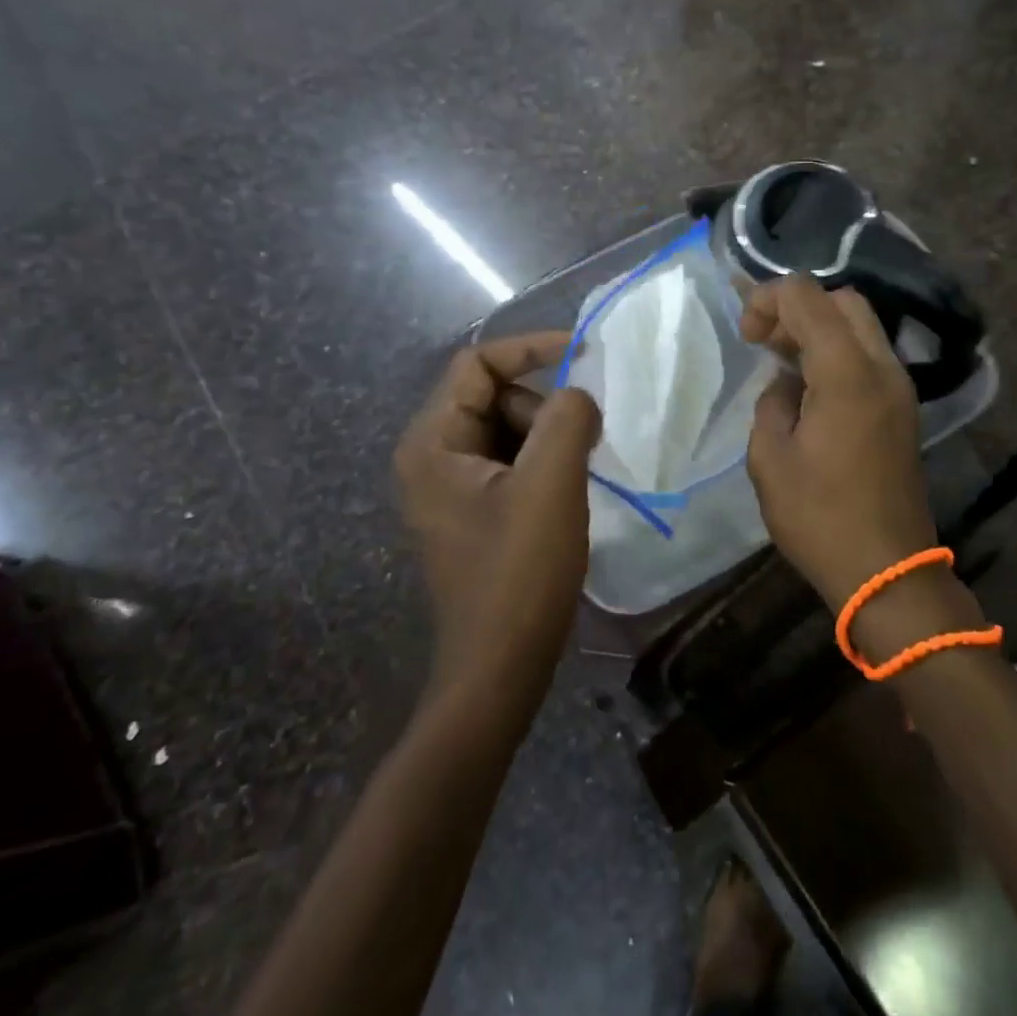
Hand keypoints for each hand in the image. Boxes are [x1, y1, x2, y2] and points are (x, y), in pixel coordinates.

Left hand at [394, 332, 600, 701]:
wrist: (500, 666)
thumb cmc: (519, 572)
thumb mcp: (550, 485)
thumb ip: (566, 418)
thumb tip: (577, 394)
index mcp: (432, 442)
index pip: (477, 363)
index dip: (531, 349)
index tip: (585, 354)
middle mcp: (431, 456)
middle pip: (495, 396)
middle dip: (544, 408)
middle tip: (581, 445)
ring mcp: (450, 486)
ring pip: (508, 429)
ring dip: (549, 439)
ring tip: (574, 478)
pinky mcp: (472, 510)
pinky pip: (511, 462)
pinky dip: (544, 464)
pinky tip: (565, 494)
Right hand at [740, 275, 937, 608]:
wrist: (887, 570)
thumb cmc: (820, 518)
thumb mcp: (770, 459)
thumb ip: (772, 403)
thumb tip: (786, 385)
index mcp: (847, 372)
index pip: (807, 296)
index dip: (767, 299)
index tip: (746, 337)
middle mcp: (881, 367)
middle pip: (842, 300)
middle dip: (797, 307)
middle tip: (765, 342)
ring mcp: (899, 387)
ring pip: (860, 325)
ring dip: (819, 328)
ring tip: (781, 361)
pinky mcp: (903, 408)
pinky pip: (869, 355)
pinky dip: (838, 351)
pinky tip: (809, 385)